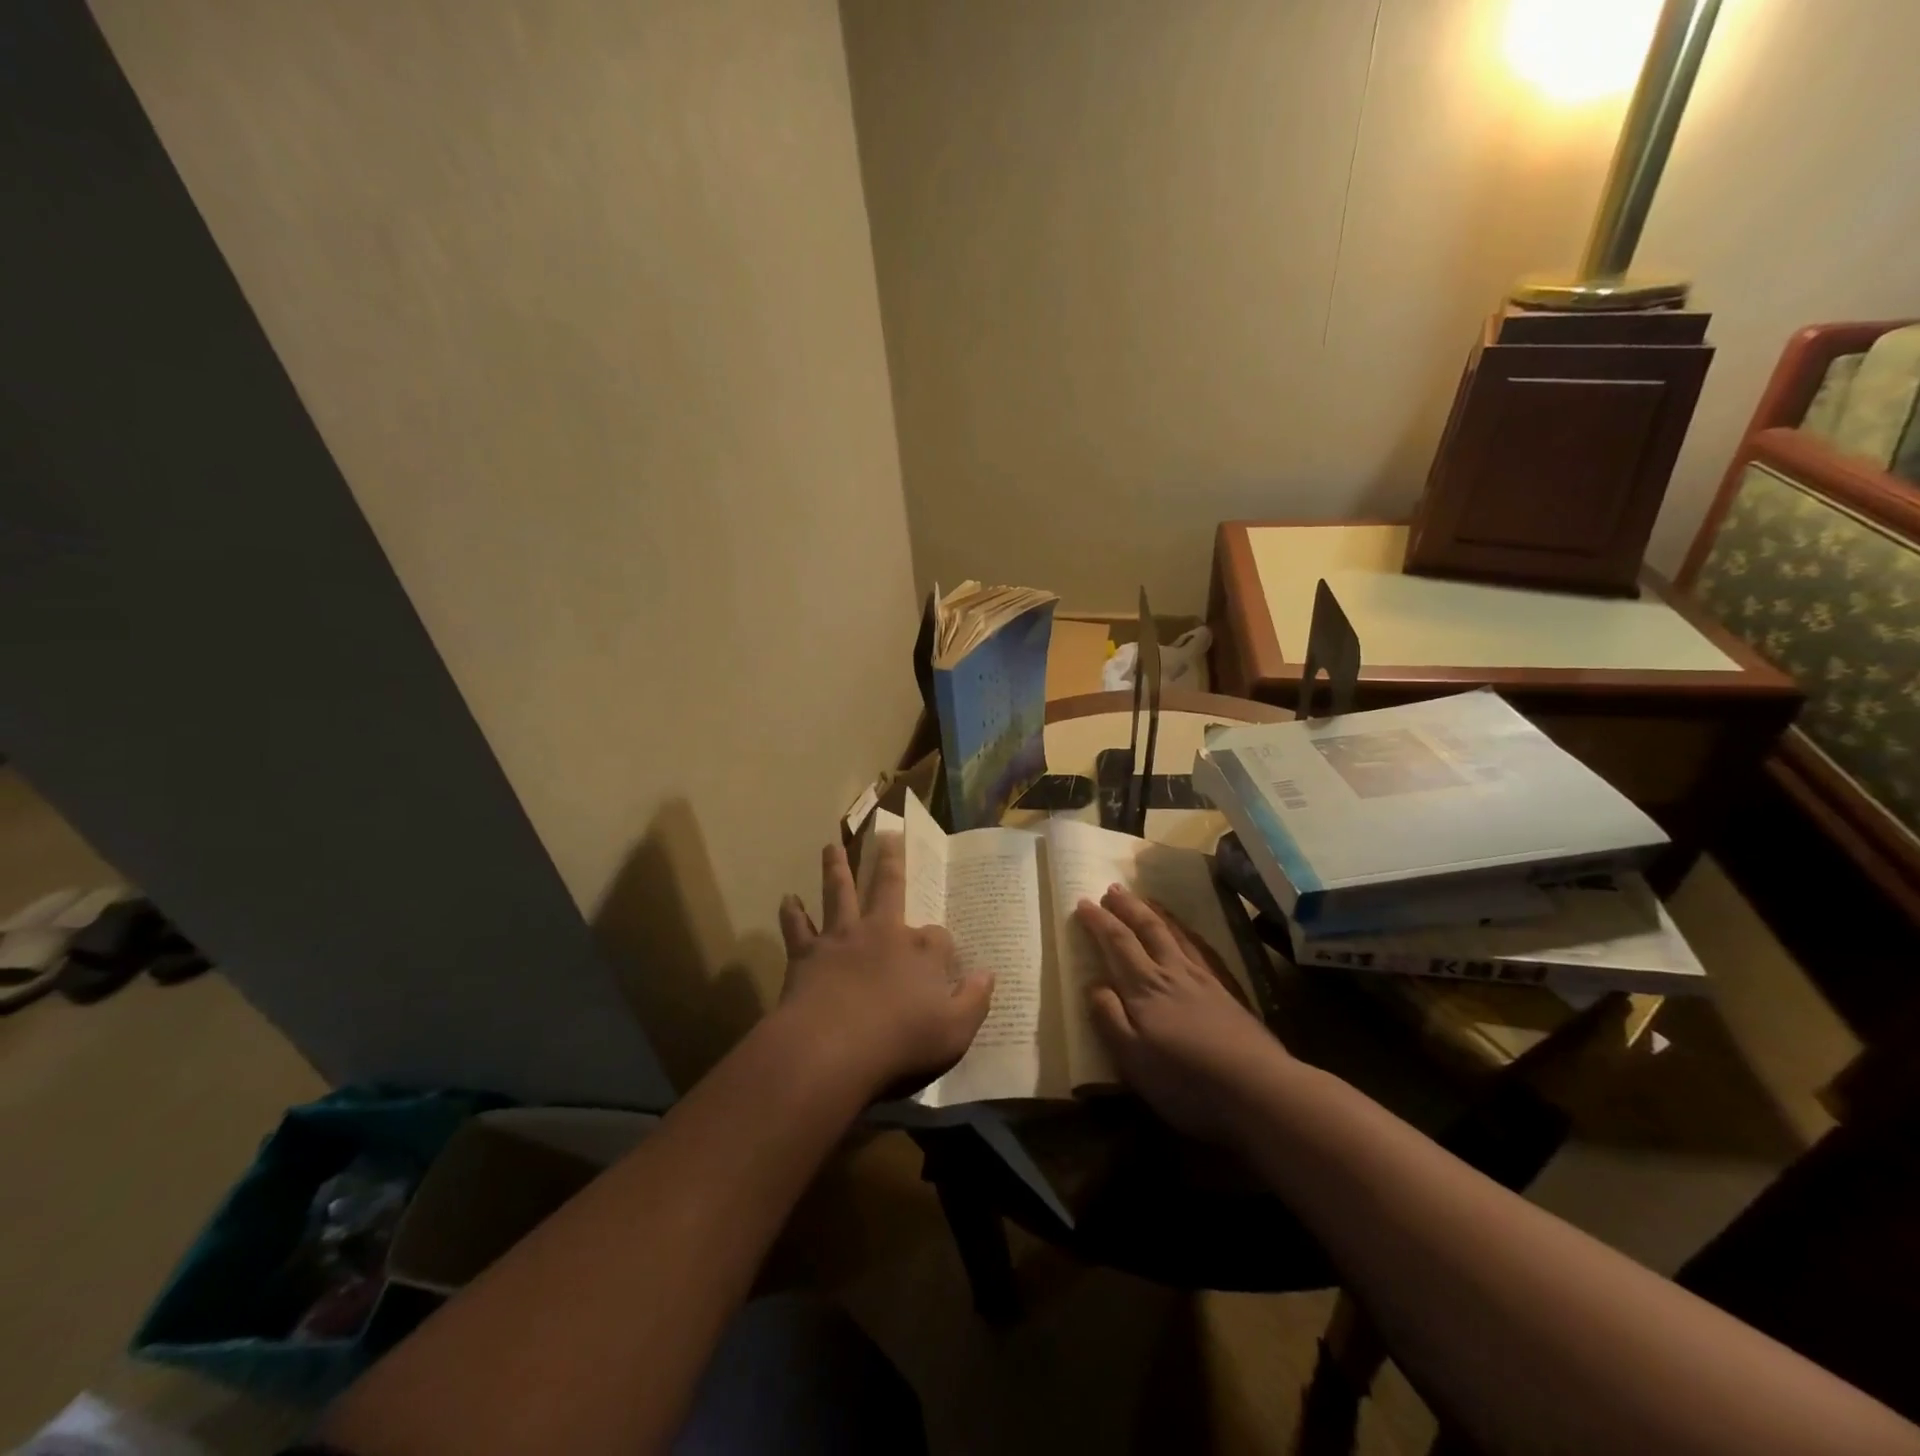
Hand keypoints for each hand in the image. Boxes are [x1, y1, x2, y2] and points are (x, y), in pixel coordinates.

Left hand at [775, 835, 993, 1098]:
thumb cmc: (900, 1043)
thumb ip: (974, 1001)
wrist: (831, 1049)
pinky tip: (787, 899)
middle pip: (889, 886)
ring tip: (831, 847)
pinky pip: (797, 927)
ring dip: (836, 868)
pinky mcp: (808, 953)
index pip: (939, 937)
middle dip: (891, 860)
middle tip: (887, 834)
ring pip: (840, 892)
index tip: (944, 960)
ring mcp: (842, 938)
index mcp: (921, 951)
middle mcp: (882, 932)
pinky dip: (792, 913)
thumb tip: (988, 974)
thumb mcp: (955, 1032)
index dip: (942, 947)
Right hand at [1074, 884, 1287, 1141]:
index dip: (1099, 921)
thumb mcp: (1132, 1058)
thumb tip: (1093, 984)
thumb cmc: (1185, 1080)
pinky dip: (1187, 933)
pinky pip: (1200, 949)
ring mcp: (1203, 980)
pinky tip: (1187, 934)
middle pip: (1147, 929)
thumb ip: (1109, 1017)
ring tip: (1145, 899)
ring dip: (1155, 913)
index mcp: (1144, 988)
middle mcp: (1172, 973)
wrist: (1258, 1089)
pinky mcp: (1227, 992)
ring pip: (1175, 934)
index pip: (1117, 943)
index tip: (1083, 902)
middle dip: (1127, 907)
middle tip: (1112, 888)